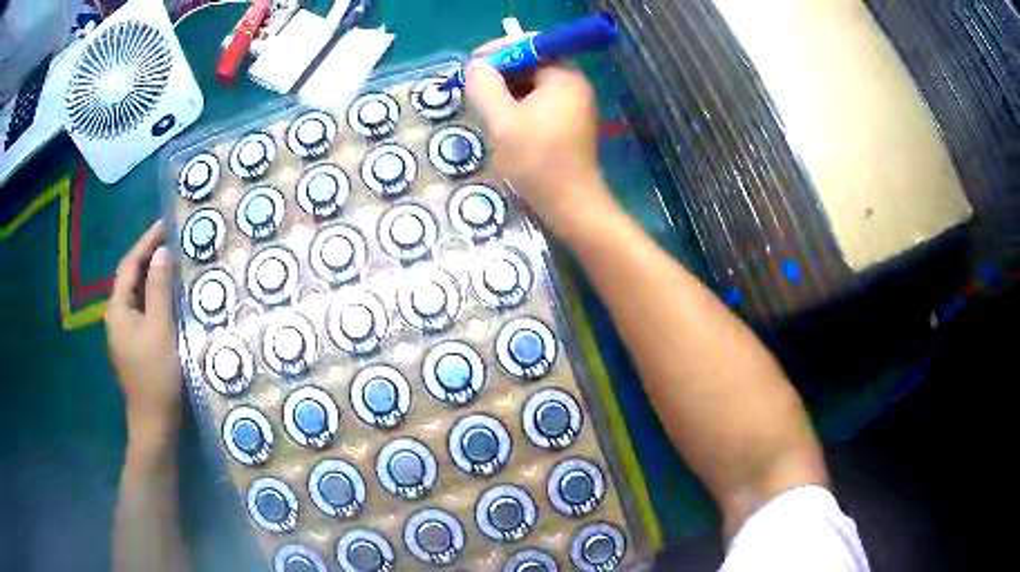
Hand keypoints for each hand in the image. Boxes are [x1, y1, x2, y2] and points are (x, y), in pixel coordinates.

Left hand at [106, 221, 182, 447]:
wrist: (153, 422)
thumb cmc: (156, 375)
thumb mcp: (160, 329)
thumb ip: (158, 289)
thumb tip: (161, 253)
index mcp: (117, 310)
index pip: (129, 265)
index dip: (145, 243)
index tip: (164, 225)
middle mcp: (115, 317)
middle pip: (129, 278)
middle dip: (146, 256)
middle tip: (169, 240)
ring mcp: (122, 333)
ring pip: (134, 295)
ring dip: (149, 276)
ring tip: (169, 262)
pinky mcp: (131, 345)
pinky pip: (139, 310)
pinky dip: (151, 296)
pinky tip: (164, 296)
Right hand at [465, 44, 616, 226]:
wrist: (571, 205)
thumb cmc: (538, 161)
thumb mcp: (502, 122)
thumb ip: (485, 87)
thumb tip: (475, 66)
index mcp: (564, 77)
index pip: (529, 47)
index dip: (498, 51)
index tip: (472, 66)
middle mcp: (573, 85)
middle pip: (531, 65)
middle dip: (501, 73)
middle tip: (474, 90)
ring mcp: (573, 104)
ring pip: (533, 85)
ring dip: (507, 92)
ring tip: (485, 108)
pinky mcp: (569, 122)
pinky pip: (539, 102)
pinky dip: (518, 106)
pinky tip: (503, 122)